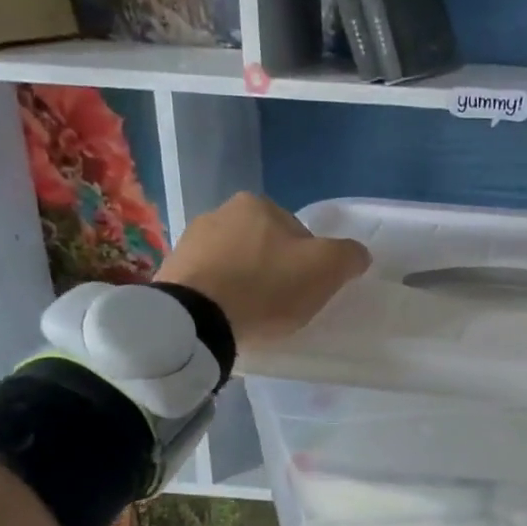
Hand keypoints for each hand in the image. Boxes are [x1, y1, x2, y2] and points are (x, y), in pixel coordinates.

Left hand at [154, 194, 369, 351]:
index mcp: (257, 204)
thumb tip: (357, 255)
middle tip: (281, 306)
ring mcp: (189, 241)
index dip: (308, 264)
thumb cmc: (266, 287)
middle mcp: (219, 212)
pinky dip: (220, 297)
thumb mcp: (326, 269)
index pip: (298, 234)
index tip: (306, 291)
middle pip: (264, 246)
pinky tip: (226, 318)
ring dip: (245, 283)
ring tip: (251, 316)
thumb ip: (349, 255)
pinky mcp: (169, 272)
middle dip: (274, 270)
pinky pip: (208, 283)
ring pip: (234, 263)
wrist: (195, 321)